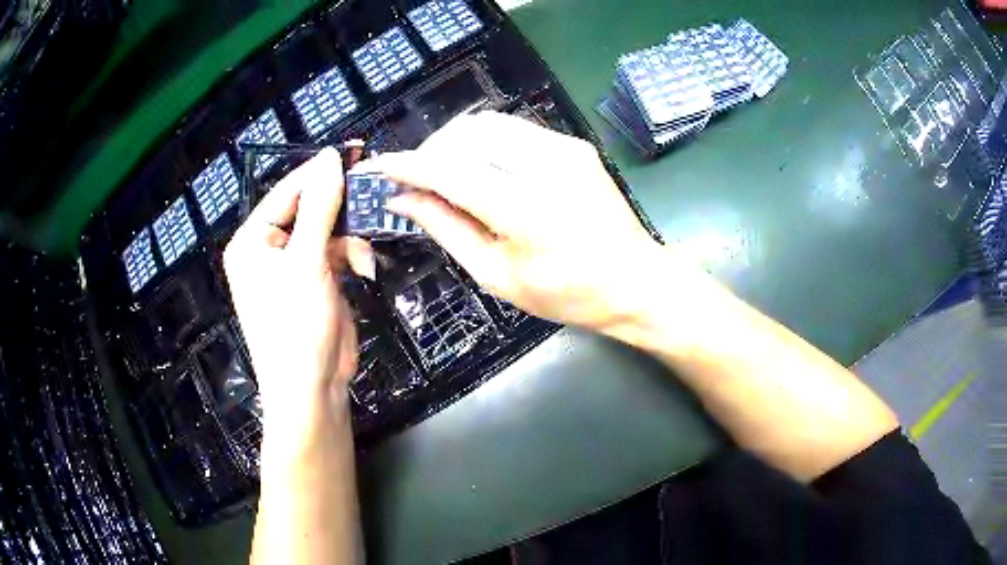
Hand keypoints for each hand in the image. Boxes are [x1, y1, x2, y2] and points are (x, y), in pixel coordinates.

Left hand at [224, 148, 372, 437]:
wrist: (312, 389)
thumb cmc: (296, 326)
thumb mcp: (307, 263)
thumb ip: (320, 207)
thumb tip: (330, 157)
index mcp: (252, 241)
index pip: (287, 191)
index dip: (319, 172)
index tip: (355, 151)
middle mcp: (268, 249)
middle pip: (308, 208)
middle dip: (340, 207)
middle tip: (372, 189)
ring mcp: (293, 265)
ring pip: (327, 229)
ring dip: (349, 237)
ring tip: (365, 252)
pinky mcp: (315, 280)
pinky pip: (336, 252)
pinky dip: (352, 256)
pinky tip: (364, 268)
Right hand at [359, 112, 663, 332]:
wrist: (634, 280)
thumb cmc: (566, 293)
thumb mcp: (498, 275)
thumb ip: (447, 229)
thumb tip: (405, 200)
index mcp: (524, 209)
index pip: (448, 170)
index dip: (407, 166)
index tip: (379, 168)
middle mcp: (545, 165)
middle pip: (466, 134)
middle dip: (431, 152)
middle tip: (417, 182)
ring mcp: (565, 148)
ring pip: (487, 124)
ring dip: (455, 143)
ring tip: (445, 175)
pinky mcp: (574, 144)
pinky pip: (513, 130)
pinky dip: (484, 144)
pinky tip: (481, 169)